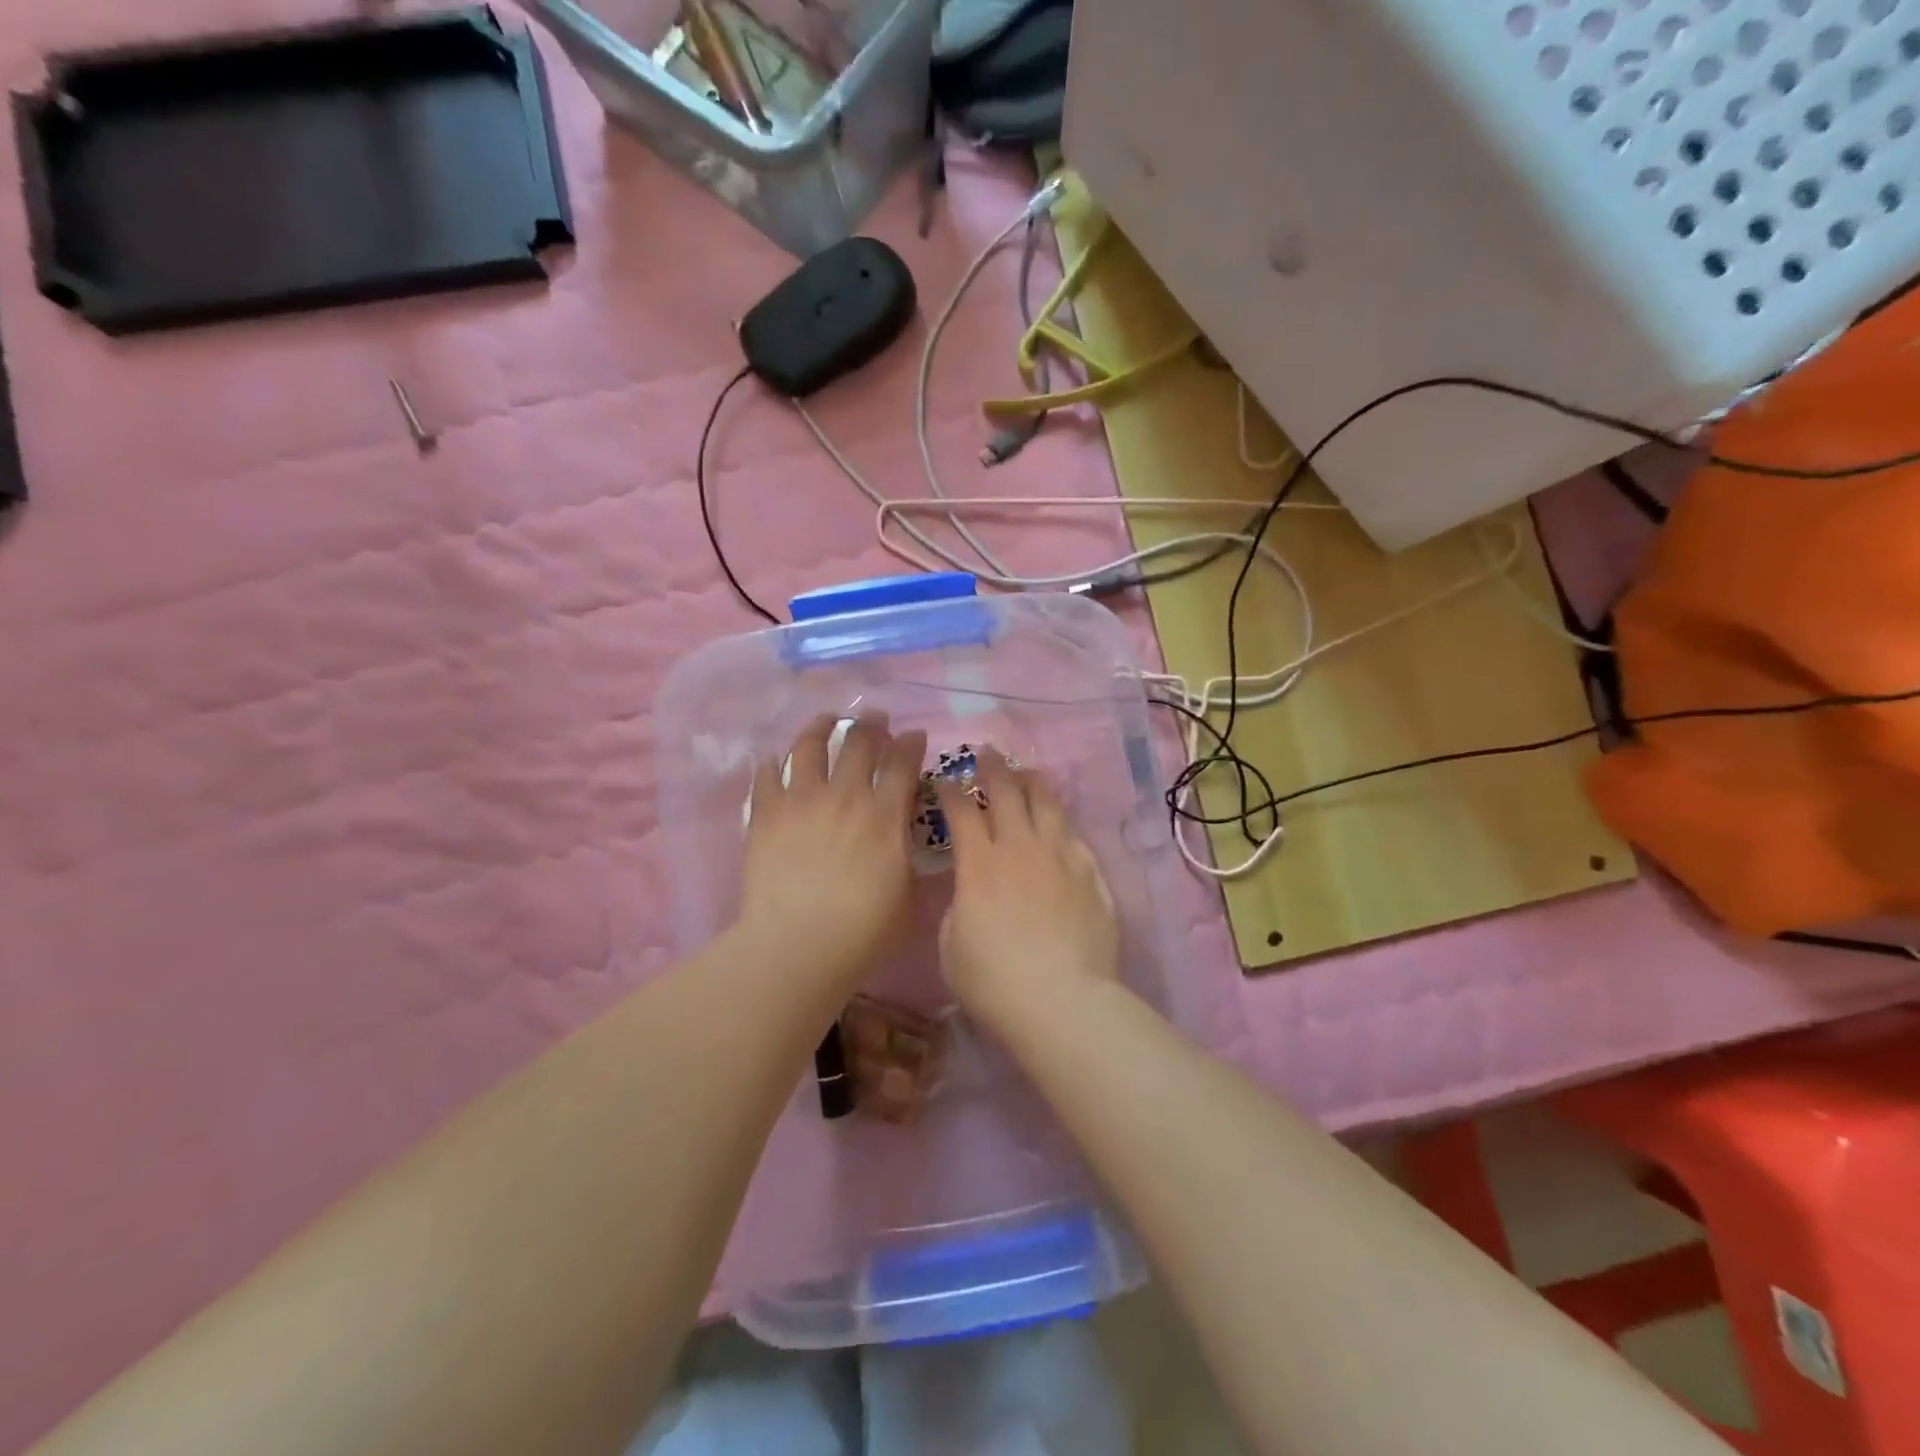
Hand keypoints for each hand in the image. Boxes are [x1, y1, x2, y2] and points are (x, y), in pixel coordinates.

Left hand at [739, 714, 927, 990]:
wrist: (797, 946)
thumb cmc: (863, 932)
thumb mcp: (909, 899)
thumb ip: (911, 863)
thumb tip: (909, 845)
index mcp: (885, 815)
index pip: (903, 762)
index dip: (912, 742)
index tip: (914, 734)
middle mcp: (845, 796)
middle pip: (860, 742)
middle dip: (872, 723)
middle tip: (875, 717)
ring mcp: (801, 801)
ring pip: (810, 746)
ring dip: (821, 727)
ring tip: (826, 721)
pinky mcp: (765, 815)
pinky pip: (766, 776)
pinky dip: (772, 764)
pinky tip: (773, 760)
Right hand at [937, 752, 1119, 1029]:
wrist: (1061, 1000)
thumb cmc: (994, 980)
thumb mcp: (952, 947)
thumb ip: (959, 908)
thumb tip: (971, 894)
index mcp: (979, 863)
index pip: (962, 810)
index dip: (950, 790)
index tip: (945, 779)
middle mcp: (1019, 847)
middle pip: (1006, 792)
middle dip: (992, 768)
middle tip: (987, 754)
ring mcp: (1060, 857)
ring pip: (1046, 803)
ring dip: (1032, 782)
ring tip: (1026, 773)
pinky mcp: (1090, 874)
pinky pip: (1074, 835)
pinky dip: (1062, 821)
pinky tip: (1059, 819)